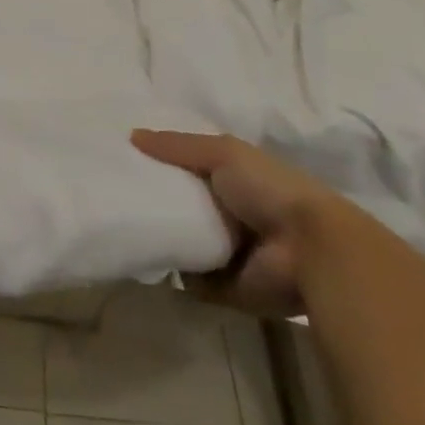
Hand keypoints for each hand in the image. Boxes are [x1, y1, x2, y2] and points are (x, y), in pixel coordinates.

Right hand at [132, 129, 341, 316]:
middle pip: (181, 205)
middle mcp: (228, 213)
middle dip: (155, 201)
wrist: (309, 249)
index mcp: (233, 179)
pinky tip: (139, 255)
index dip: (161, 163)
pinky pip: (187, 278)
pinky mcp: (223, 288)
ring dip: (159, 236)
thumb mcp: (223, 152)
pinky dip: (170, 270)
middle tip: (115, 193)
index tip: (124, 160)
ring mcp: (226, 252)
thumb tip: (132, 136)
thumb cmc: (268, 189)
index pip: (189, 168)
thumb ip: (178, 145)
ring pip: (181, 241)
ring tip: (119, 223)